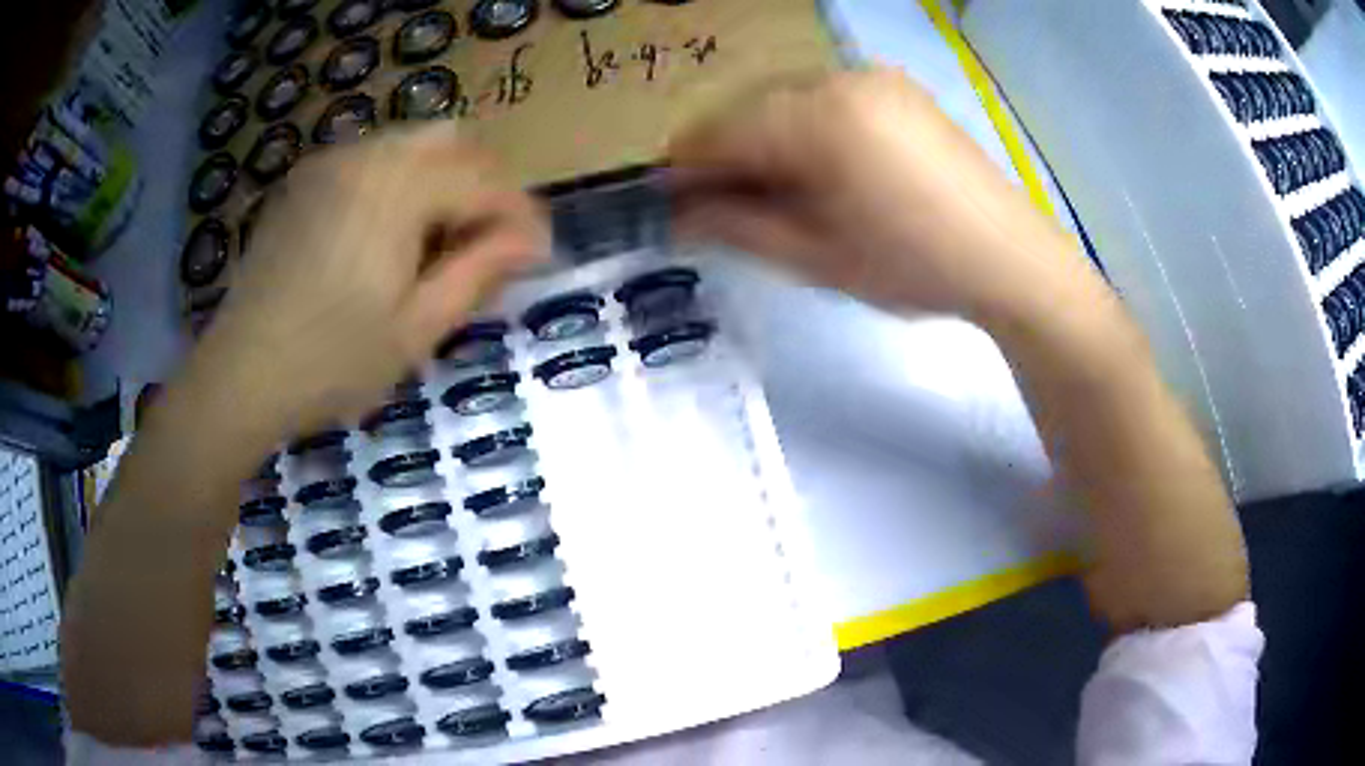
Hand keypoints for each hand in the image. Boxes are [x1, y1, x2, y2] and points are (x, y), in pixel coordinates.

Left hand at [198, 123, 548, 434]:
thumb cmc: (331, 363)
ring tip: (439, 242)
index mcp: (398, 189)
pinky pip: (371, 159)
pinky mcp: (305, 180)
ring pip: (411, 144)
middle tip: (489, 242)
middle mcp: (366, 155)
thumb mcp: (416, 329)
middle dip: (484, 184)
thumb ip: (478, 272)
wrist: (240, 374)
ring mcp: (329, 163)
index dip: (521, 215)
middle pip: (452, 141)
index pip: (485, 181)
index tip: (538, 254)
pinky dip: (399, 182)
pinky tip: (388, 235)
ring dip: (442, 181)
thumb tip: (531, 240)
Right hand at [669, 68, 1080, 320]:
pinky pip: (826, 98)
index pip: (715, 132)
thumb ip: (735, 226)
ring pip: (785, 100)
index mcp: (813, 117)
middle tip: (729, 208)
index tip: (673, 206)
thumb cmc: (911, 265)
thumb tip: (676, 214)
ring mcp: (871, 77)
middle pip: (748, 109)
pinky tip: (824, 168)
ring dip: (767, 141)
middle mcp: (836, 78)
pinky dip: (807, 128)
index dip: (684, 170)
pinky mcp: (896, 87)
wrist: (1008, 258)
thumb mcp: (814, 257)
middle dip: (729, 156)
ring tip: (780, 193)